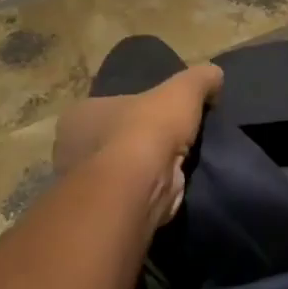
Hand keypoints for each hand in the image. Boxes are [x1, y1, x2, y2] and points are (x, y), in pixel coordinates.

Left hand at [49, 64, 222, 227]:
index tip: (164, 112)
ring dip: (148, 168)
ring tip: (181, 162)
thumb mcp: (184, 88)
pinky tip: (174, 185)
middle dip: (141, 140)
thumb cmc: (148, 128)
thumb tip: (214, 76)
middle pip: (115, 138)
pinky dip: (153, 191)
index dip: (137, 108)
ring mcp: (87, 185)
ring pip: (124, 170)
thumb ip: (200, 78)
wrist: (139, 186)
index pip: (108, 107)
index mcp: (80, 115)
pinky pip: (134, 195)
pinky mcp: (106, 212)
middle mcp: (73, 150)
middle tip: (175, 138)